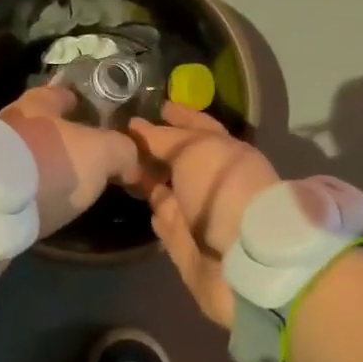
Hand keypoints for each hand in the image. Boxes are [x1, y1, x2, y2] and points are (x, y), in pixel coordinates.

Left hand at [0, 85, 142, 236]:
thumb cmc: (51, 163)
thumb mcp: (102, 152)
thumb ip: (122, 151)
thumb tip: (131, 163)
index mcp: (36, 105)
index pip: (58, 94)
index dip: (75, 101)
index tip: (87, 110)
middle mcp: (9, 124)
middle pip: (39, 126)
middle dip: (59, 137)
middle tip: (85, 156)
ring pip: (25, 156)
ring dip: (42, 166)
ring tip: (66, 184)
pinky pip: (13, 184)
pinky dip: (28, 190)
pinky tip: (42, 203)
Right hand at [129, 103, 279, 326]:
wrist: (242, 256)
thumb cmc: (223, 189)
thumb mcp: (194, 149)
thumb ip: (163, 138)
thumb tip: (136, 128)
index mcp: (225, 152)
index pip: (199, 126)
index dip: (179, 115)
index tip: (157, 106)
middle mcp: (213, 181)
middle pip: (181, 160)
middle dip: (158, 149)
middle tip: (125, 138)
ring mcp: (198, 213)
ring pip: (168, 190)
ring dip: (149, 179)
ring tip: (120, 166)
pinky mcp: (184, 242)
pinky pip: (163, 219)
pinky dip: (152, 210)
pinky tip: (134, 199)